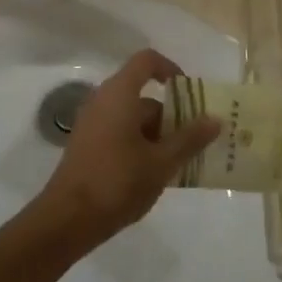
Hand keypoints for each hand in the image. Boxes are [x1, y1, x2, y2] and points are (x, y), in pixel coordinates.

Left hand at [31, 50, 219, 250]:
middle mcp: (103, 101)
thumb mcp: (161, 162)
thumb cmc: (117, 182)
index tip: (189, 94)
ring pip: (133, 118)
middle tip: (194, 140)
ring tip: (179, 163)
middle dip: (172, 115)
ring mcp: (92, 124)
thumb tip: (215, 120)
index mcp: (119, 94)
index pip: (147, 61)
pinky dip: (140, 145)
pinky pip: (120, 133)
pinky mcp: (87, 146)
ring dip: (158, 135)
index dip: (171, 69)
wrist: (66, 220)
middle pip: (143, 95)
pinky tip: (154, 174)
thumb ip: (190, 139)